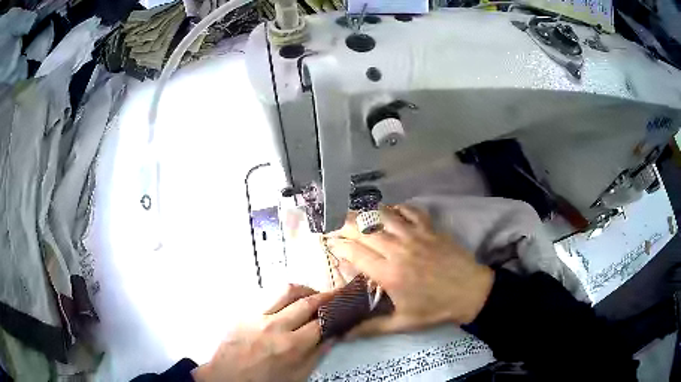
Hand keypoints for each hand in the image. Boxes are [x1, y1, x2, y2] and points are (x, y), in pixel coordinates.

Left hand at [192, 285, 334, 381]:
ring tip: (312, 294)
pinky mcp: (245, 312)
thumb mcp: (296, 376)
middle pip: (307, 302)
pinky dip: (282, 295)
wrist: (227, 377)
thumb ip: (316, 356)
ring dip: (304, 289)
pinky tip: (287, 301)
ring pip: (286, 291)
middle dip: (325, 296)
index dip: (336, 314)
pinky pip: (267, 295)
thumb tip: (332, 337)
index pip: (321, 323)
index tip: (344, 309)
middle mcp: (276, 326)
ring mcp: (258, 316)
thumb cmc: (263, 381)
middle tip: (335, 295)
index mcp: (291, 346)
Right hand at [326, 205, 493, 337]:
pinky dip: (396, 208)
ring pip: (383, 215)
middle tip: (334, 225)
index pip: (354, 253)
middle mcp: (398, 250)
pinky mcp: (430, 229)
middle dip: (344, 224)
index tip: (329, 244)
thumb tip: (343, 334)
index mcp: (389, 274)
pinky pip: (409, 211)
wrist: (472, 292)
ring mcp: (415, 235)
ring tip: (355, 215)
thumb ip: (370, 328)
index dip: (338, 245)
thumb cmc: (436, 309)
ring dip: (366, 213)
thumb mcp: (403, 323)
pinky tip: (389, 211)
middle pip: (364, 229)